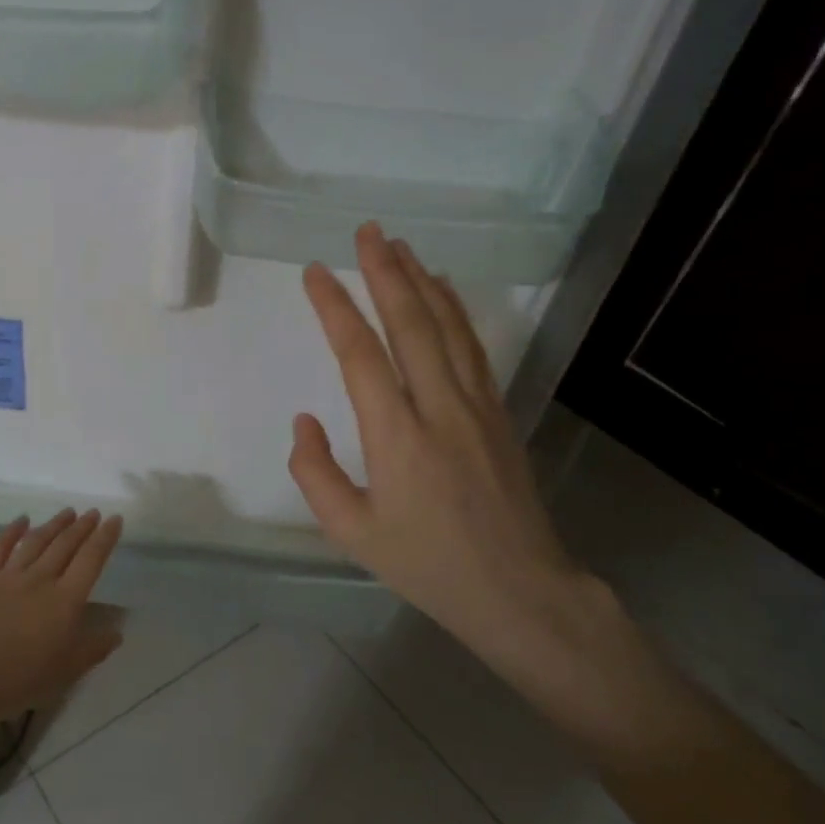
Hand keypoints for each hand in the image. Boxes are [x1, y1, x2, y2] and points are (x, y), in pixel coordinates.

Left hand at [0, 511, 123, 774]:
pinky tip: (22, 520)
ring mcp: (10, 575)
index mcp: (65, 600)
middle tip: (93, 513)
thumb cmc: (20, 679)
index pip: (91, 560)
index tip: (115, 519)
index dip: (105, 538)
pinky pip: (0, 547)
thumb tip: (117, 632)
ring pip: (37, 541)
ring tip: (68, 512)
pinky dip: (13, 530)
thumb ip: (93, 648)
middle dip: (82, 526)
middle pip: (65, 545)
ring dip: (54, 524)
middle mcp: (41, 579)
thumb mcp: (66, 671)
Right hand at [288, 223, 617, 699]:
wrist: (519, 591)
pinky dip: (455, 310)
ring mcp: (476, 407)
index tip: (315, 272)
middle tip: (366, 231)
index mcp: (396, 438)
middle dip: (385, 272)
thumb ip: (315, 473)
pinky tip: (444, 290)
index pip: (360, 354)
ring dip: (421, 281)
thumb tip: (305, 420)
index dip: (336, 307)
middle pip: (411, 323)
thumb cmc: (426, 565)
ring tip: (398, 246)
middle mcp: (439, 409)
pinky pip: (473, 347)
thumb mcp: (351, 532)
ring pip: (448, 327)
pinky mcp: (499, 413)